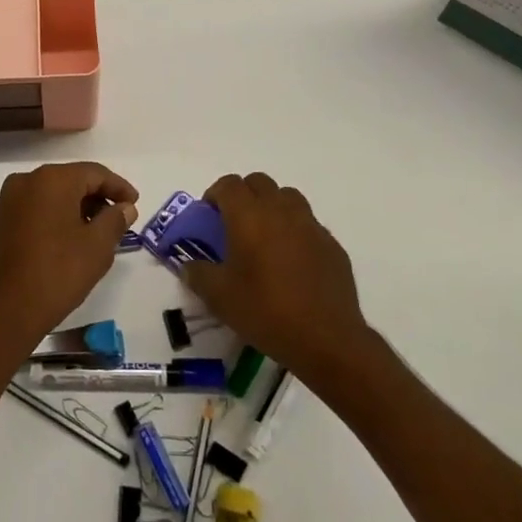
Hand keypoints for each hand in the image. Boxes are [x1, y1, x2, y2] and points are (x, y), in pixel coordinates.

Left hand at [0, 163, 138, 350]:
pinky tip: (60, 244)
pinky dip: (49, 220)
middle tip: (115, 219)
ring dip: (71, 209)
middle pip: (68, 181)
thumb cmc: (56, 273)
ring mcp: (4, 203)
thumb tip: (124, 207)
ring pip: (47, 197)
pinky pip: (29, 213)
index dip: (118, 187)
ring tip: (90, 233)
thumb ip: (114, 220)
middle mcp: (24, 182)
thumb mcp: (97, 248)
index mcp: (51, 180)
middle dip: (94, 198)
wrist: (2, 312)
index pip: (94, 173)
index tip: (134, 204)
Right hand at [182, 173, 373, 382]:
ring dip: (272, 206)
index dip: (215, 194)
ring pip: (287, 197)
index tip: (209, 216)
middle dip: (243, 195)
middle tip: (234, 224)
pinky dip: (295, 230)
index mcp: (249, 216)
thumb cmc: (265, 311)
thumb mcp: (219, 298)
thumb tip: (189, 266)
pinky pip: (308, 224)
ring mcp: (311, 225)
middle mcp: (281, 211)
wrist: (326, 339)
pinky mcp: (332, 245)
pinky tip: (292, 261)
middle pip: (259, 182)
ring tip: (264, 237)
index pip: (228, 184)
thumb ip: (198, 275)